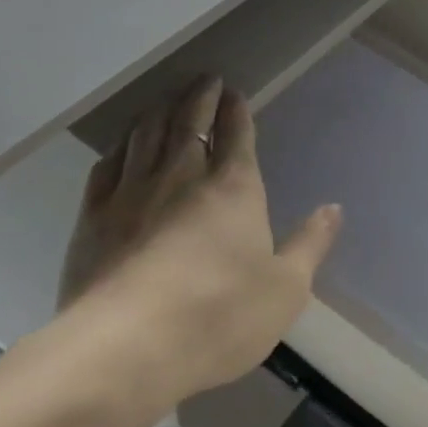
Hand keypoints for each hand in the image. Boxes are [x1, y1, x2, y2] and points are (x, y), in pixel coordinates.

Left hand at [54, 77, 341, 407]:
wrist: (127, 347)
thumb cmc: (219, 316)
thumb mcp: (285, 289)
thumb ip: (310, 245)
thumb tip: (334, 209)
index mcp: (233, 188)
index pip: (236, 134)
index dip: (236, 110)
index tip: (234, 92)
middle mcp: (182, 176)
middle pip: (189, 122)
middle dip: (199, 97)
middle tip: (204, 79)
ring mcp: (132, 192)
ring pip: (146, 135)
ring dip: (159, 111)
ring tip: (166, 99)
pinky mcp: (93, 217)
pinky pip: (106, 167)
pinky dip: (119, 148)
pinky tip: (122, 146)